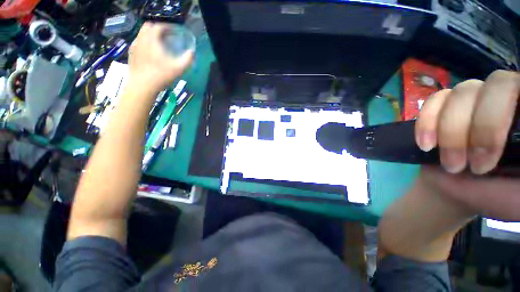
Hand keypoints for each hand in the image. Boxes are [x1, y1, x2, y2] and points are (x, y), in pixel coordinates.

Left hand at [127, 22, 193, 94]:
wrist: (142, 86)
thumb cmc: (160, 75)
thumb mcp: (178, 69)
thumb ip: (187, 60)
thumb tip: (192, 53)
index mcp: (152, 39)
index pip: (159, 26)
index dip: (168, 27)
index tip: (174, 32)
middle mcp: (141, 39)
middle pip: (148, 27)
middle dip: (158, 29)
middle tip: (167, 37)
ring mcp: (134, 47)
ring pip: (142, 35)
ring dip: (151, 36)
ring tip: (159, 45)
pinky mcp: (131, 54)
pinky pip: (138, 43)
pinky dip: (145, 44)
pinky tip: (150, 53)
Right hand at [415, 70, 519, 220]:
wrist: (466, 190)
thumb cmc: (500, 194)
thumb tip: (517, 145)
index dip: (502, 119)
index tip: (489, 161)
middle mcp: (504, 99)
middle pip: (496, 85)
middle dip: (482, 127)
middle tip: (472, 167)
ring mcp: (474, 100)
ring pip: (462, 92)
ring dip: (450, 131)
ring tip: (450, 164)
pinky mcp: (446, 107)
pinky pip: (435, 100)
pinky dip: (427, 121)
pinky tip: (425, 144)